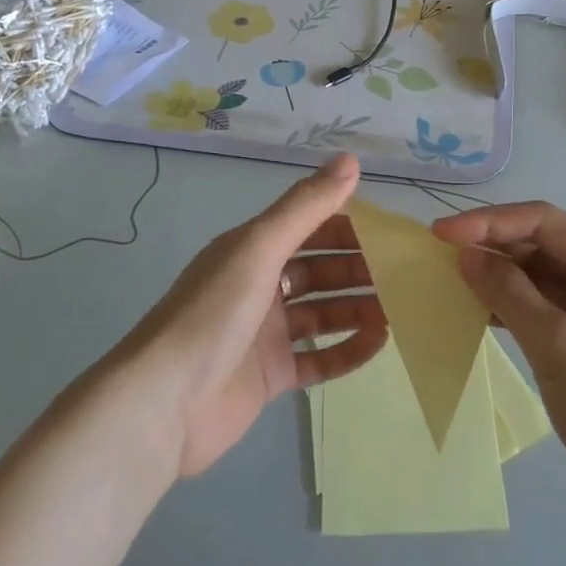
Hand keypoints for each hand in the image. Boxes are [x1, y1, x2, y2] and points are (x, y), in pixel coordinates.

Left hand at [128, 154, 387, 476]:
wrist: (162, 405)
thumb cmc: (213, 315)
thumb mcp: (259, 249)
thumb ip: (306, 206)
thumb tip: (350, 159)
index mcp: (252, 250)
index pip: (309, 227)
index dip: (347, 224)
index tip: (389, 230)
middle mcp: (259, 286)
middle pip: (319, 269)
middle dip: (359, 268)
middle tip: (403, 273)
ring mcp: (264, 333)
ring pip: (322, 312)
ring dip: (358, 307)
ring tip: (401, 308)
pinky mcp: (270, 376)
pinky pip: (319, 357)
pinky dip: (348, 349)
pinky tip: (380, 343)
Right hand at [431, 202, 565, 523]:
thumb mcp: (556, 345)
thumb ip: (508, 293)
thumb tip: (467, 254)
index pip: (544, 222)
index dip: (490, 222)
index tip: (441, 234)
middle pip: (541, 244)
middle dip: (492, 245)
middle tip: (439, 255)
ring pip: (539, 275)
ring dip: (498, 275)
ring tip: (451, 278)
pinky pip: (542, 305)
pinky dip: (510, 304)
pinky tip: (477, 310)